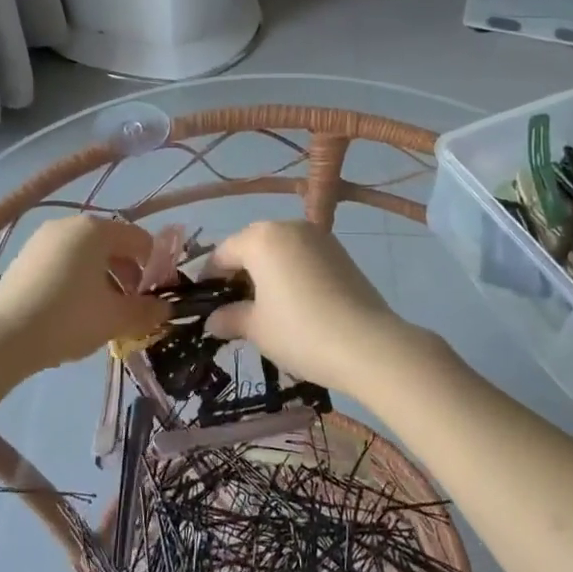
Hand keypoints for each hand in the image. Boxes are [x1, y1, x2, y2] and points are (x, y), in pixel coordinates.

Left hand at [0, 216, 168, 372]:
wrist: (2, 338)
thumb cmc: (68, 319)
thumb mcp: (116, 318)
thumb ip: (147, 311)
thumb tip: (165, 309)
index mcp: (96, 229)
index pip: (140, 239)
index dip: (155, 267)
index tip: (157, 297)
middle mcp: (69, 225)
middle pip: (113, 245)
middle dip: (129, 275)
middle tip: (132, 308)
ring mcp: (42, 240)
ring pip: (87, 255)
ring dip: (104, 280)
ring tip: (105, 313)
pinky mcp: (24, 258)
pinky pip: (63, 263)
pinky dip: (78, 280)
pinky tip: (75, 311)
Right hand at [204, 220, 443, 393]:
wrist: (367, 344)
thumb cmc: (300, 331)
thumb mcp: (256, 328)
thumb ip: (230, 318)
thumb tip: (213, 320)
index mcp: (261, 238)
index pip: (223, 252)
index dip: (210, 277)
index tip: (205, 302)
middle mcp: (289, 227)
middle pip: (252, 244)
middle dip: (239, 272)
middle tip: (233, 305)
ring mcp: (319, 237)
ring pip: (280, 249)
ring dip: (267, 271)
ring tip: (265, 306)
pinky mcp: (340, 252)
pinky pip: (303, 256)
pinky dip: (292, 272)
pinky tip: (295, 303)